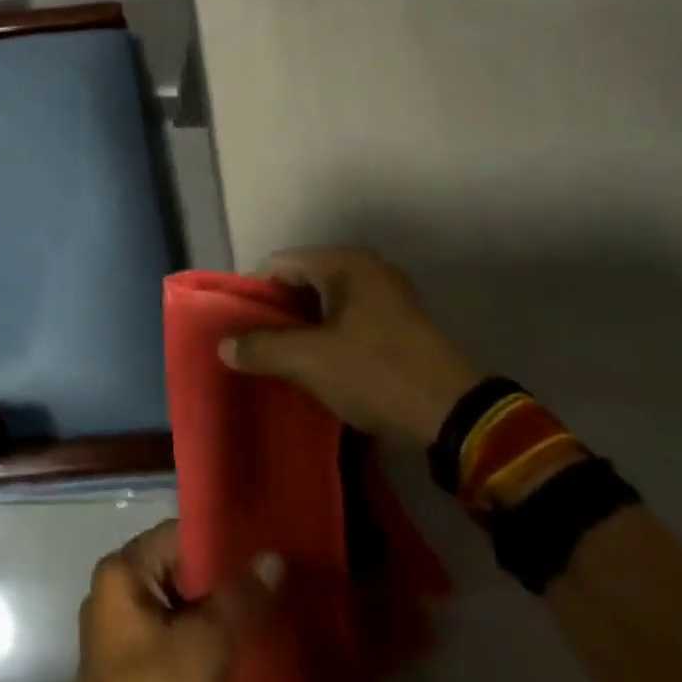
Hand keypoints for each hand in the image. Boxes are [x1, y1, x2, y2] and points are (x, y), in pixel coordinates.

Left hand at [60, 520, 279, 681]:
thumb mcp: (205, 646)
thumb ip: (239, 598)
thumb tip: (273, 557)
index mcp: (122, 572)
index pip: (176, 534)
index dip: (219, 538)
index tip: (262, 543)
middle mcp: (116, 593)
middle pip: (179, 573)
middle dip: (224, 585)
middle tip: (273, 584)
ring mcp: (123, 635)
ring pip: (181, 612)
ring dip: (220, 622)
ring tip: (268, 619)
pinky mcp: (134, 673)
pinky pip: (176, 644)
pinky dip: (206, 651)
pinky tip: (246, 665)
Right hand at [221, 246, 481, 446]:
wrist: (459, 418)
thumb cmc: (376, 373)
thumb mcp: (309, 361)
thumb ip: (261, 348)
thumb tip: (223, 345)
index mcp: (344, 262)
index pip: (278, 264)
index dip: (254, 294)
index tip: (240, 328)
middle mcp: (367, 267)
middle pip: (302, 280)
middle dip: (278, 312)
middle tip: (260, 346)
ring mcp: (389, 294)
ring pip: (327, 302)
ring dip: (304, 327)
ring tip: (286, 359)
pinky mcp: (403, 322)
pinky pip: (350, 317)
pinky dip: (330, 335)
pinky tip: (323, 365)